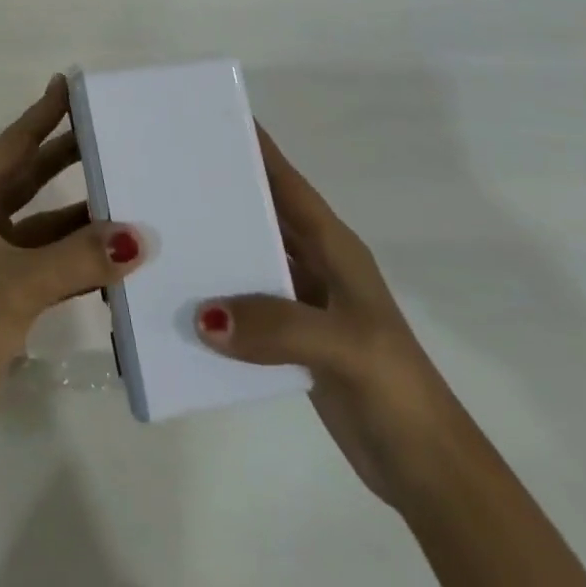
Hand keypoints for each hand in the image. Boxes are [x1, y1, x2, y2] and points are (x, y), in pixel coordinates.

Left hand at [0, 75, 146, 427]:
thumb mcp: (24, 280)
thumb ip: (81, 257)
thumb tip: (139, 236)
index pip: (14, 144)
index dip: (41, 114)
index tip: (68, 85)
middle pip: (31, 174)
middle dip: (65, 153)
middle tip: (105, 129)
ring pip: (44, 216)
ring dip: (78, 207)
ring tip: (120, 186)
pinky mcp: (9, 284)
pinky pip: (50, 254)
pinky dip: (76, 249)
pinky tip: (111, 249)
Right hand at [195, 127, 458, 508]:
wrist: (426, 469)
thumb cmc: (395, 387)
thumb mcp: (343, 346)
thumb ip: (275, 326)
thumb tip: (201, 314)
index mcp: (334, 246)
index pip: (286, 183)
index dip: (255, 148)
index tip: (208, 117)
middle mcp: (315, 262)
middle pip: (261, 213)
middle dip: (219, 191)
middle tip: (165, 171)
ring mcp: (302, 300)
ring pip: (248, 256)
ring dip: (213, 245)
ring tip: (159, 229)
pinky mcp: (289, 337)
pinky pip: (242, 302)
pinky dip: (215, 295)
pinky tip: (179, 295)